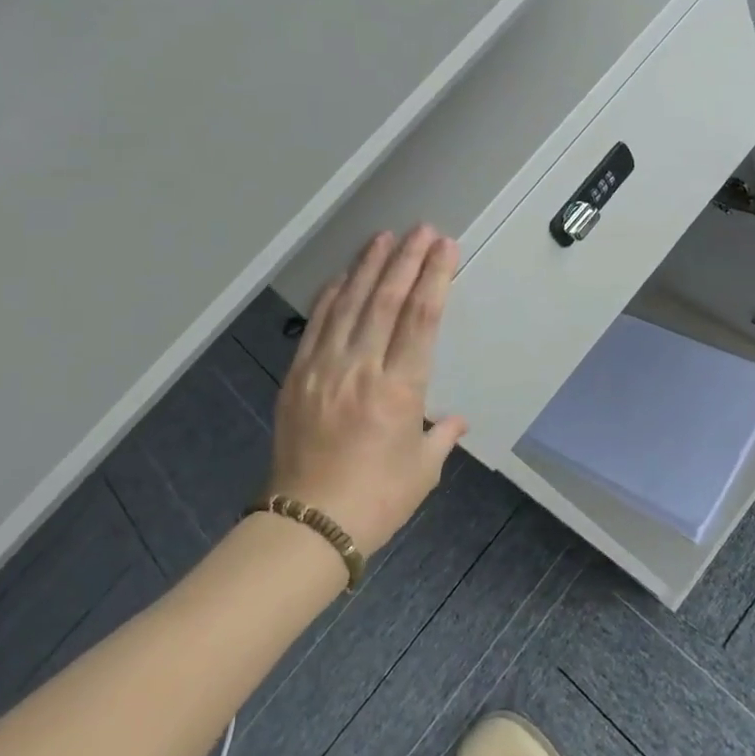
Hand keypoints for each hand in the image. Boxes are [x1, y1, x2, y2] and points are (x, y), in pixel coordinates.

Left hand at [267, 226, 467, 555]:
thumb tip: (457, 420)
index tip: (444, 248)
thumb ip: (441, 436)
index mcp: (399, 390)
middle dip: (406, 259)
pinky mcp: (297, 377)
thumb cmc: (376, 501)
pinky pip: (316, 325)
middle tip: (421, 229)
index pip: (421, 318)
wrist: (307, 526)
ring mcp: (324, 369)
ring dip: (369, 267)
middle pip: (386, 300)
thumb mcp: (422, 470)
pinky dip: (332, 295)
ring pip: (350, 304)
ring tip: (385, 237)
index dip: (435, 277)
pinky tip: (344, 276)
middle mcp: (361, 369)